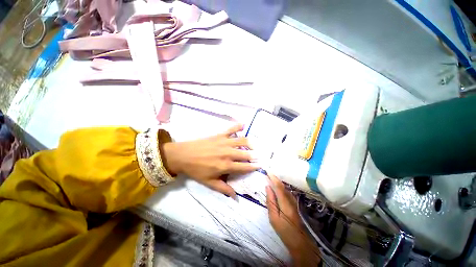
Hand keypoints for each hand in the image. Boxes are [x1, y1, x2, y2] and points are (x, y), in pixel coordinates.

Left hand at [162, 124, 258, 196]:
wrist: (183, 155)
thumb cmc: (196, 170)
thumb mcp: (209, 182)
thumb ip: (223, 188)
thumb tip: (235, 197)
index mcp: (226, 166)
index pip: (244, 167)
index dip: (253, 167)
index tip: (260, 166)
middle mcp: (228, 153)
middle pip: (246, 154)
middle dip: (254, 155)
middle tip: (259, 156)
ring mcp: (224, 142)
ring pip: (242, 141)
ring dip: (250, 143)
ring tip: (254, 145)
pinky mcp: (220, 135)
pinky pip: (231, 129)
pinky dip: (238, 126)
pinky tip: (244, 124)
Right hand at [266, 173, 320, 265]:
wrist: (300, 242)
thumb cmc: (285, 231)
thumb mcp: (274, 218)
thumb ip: (271, 202)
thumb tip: (268, 187)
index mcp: (285, 203)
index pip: (279, 186)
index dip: (273, 178)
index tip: (268, 170)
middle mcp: (291, 199)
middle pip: (283, 185)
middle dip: (275, 178)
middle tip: (268, 171)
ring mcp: (294, 201)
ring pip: (285, 188)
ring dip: (278, 181)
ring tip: (271, 176)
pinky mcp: (294, 203)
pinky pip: (286, 192)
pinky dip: (281, 187)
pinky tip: (277, 186)